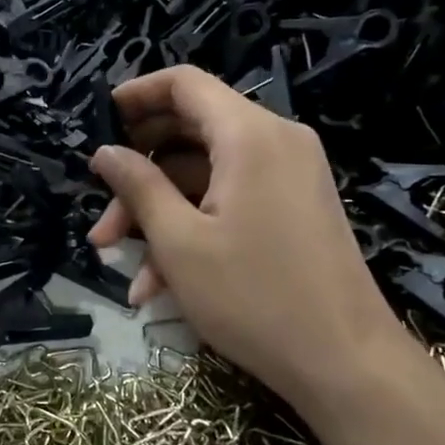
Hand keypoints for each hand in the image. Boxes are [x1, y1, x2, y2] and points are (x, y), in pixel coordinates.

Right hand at [87, 66, 405, 409]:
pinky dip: (195, 228)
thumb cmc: (253, 296)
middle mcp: (275, 141)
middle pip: (191, 133)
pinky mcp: (294, 208)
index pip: (185, 84)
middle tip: (102, 218)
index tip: (99, 121)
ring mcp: (290, 176)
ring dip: (160, 215)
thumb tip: (105, 153)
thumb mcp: (179, 243)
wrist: (345, 361)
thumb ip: (138, 187)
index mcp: (249, 135)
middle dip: (140, 175)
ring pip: (206, 176)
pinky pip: (232, 200)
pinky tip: (159, 284)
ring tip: (124, 267)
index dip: (137, 95)